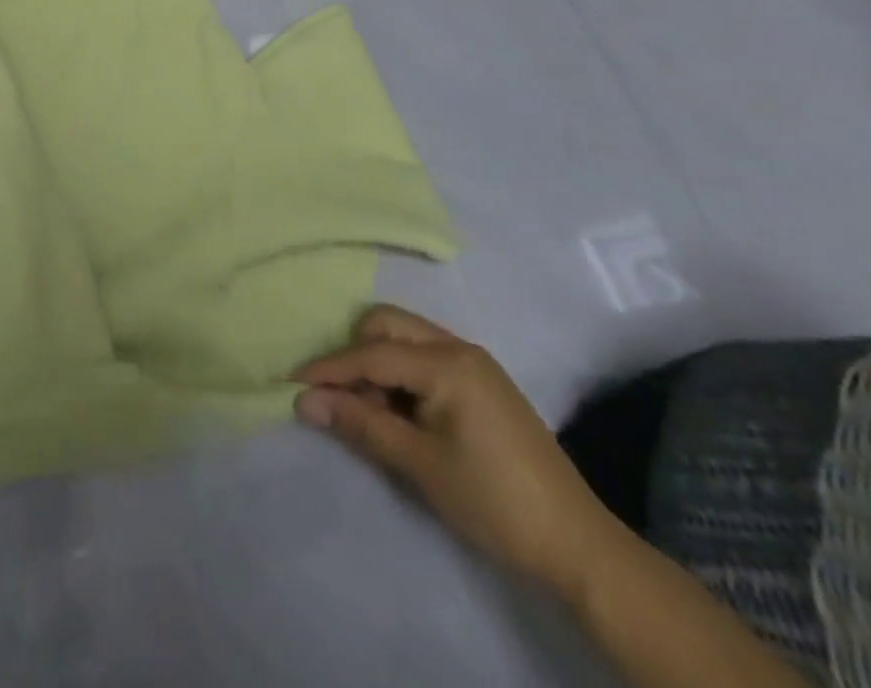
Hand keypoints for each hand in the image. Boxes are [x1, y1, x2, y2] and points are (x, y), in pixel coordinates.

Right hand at [292, 305, 622, 599]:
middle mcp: (458, 347)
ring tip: (371, 410)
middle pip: (386, 325)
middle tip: (342, 396)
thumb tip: (303, 401)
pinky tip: (399, 410)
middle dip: (355, 353)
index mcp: (446, 362)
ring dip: (378, 363)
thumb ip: (360, 424)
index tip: (292, 383)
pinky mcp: (482, 381)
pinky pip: (425, 356)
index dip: (329, 368)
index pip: (371, 354)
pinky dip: (401, 373)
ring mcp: (474, 362)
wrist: (579, 546)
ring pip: (405, 337)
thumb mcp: (419, 463)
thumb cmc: (493, 501)